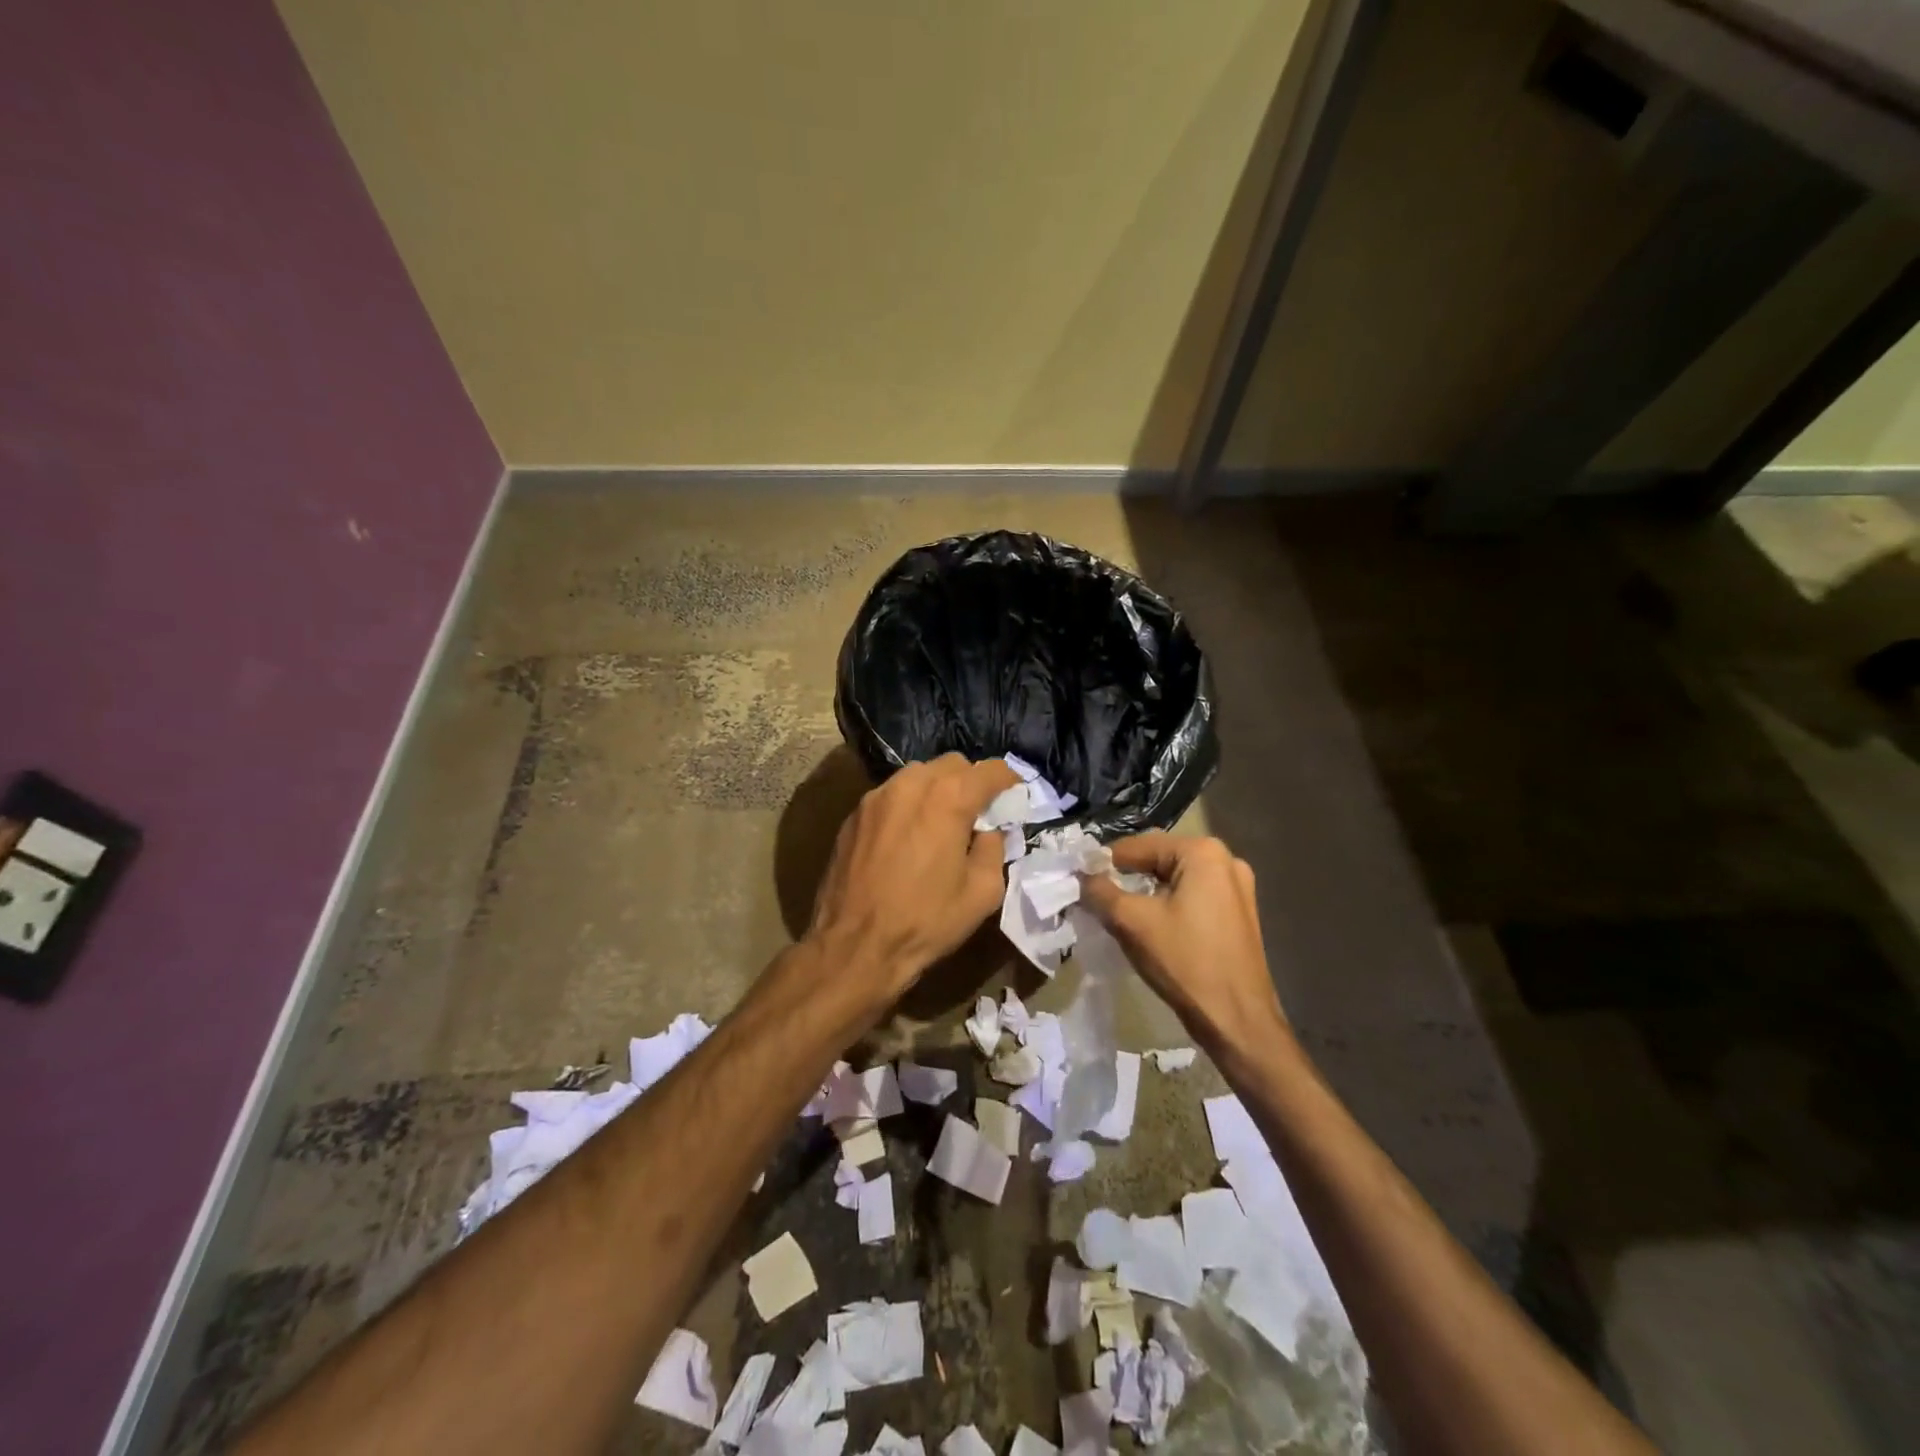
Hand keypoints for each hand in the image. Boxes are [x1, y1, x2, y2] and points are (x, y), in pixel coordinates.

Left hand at [806, 754, 1018, 996]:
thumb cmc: (926, 921)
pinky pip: (891, 795)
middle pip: (951, 764)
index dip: (1008, 779)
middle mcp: (910, 784)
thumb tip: (988, 830)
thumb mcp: (983, 892)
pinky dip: (908, 805)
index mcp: (948, 798)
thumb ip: (994, 848)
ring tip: (941, 823)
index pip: (989, 770)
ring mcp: (876, 796)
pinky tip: (908, 837)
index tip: (1014, 794)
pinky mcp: (854, 814)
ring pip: (917, 775)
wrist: (854, 946)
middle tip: (977, 813)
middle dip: (970, 782)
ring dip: (937, 790)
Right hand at [1079, 832, 1286, 1056]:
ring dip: (1144, 894)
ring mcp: (1237, 889)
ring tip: (1115, 913)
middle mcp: (1225, 861)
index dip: (1103, 863)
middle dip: (1124, 878)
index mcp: (1202, 852)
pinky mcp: (1238, 914)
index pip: (1137, 847)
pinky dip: (1166, 906)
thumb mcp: (1131, 922)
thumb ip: (1099, 891)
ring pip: (1173, 881)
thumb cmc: (1185, 962)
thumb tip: (1081, 876)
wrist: (1237, 1020)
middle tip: (1094, 898)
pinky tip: (1148, 927)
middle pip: (1157, 861)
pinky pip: (1191, 898)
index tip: (1077, 880)